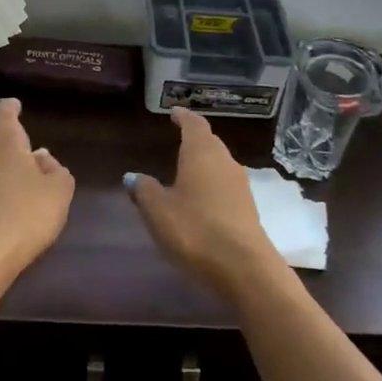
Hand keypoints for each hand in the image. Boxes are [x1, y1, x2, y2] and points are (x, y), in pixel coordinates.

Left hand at [0, 98, 73, 289]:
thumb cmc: (25, 214)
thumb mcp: (59, 191)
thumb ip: (56, 169)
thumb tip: (42, 159)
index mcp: (1, 136)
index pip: (2, 109)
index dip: (11, 108)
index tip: (18, 108)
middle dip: (2, 135)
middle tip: (20, 149)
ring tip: (10, 177)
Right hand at [126, 108, 286, 304]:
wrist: (243, 267)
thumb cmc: (194, 229)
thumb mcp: (158, 210)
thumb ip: (144, 190)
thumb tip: (133, 176)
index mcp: (201, 153)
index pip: (194, 124)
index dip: (184, 117)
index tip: (175, 113)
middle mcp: (224, 162)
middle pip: (210, 142)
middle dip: (195, 139)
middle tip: (179, 138)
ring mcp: (240, 185)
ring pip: (220, 164)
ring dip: (205, 163)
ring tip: (187, 169)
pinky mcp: (248, 208)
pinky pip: (226, 185)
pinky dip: (212, 184)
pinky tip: (201, 198)